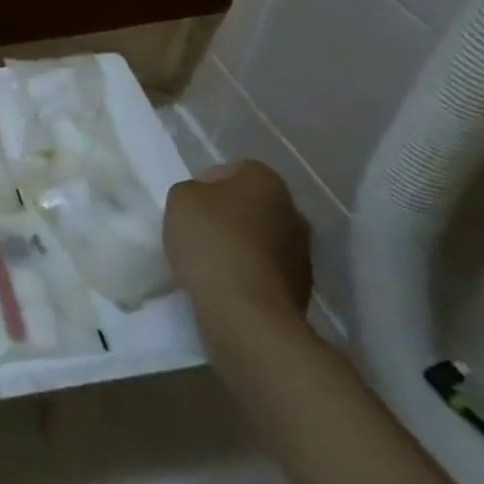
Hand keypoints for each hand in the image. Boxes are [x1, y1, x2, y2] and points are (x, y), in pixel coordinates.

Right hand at [163, 160, 312, 328]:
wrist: (247, 313)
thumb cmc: (212, 242)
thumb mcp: (180, 199)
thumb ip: (192, 191)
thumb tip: (206, 202)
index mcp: (267, 182)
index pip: (236, 170)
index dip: (208, 184)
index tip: (189, 205)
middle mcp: (294, 212)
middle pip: (252, 205)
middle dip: (228, 215)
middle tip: (198, 231)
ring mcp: (303, 254)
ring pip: (262, 239)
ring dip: (241, 246)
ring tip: (210, 263)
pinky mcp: (302, 291)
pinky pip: (266, 271)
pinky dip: (249, 274)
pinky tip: (226, 286)